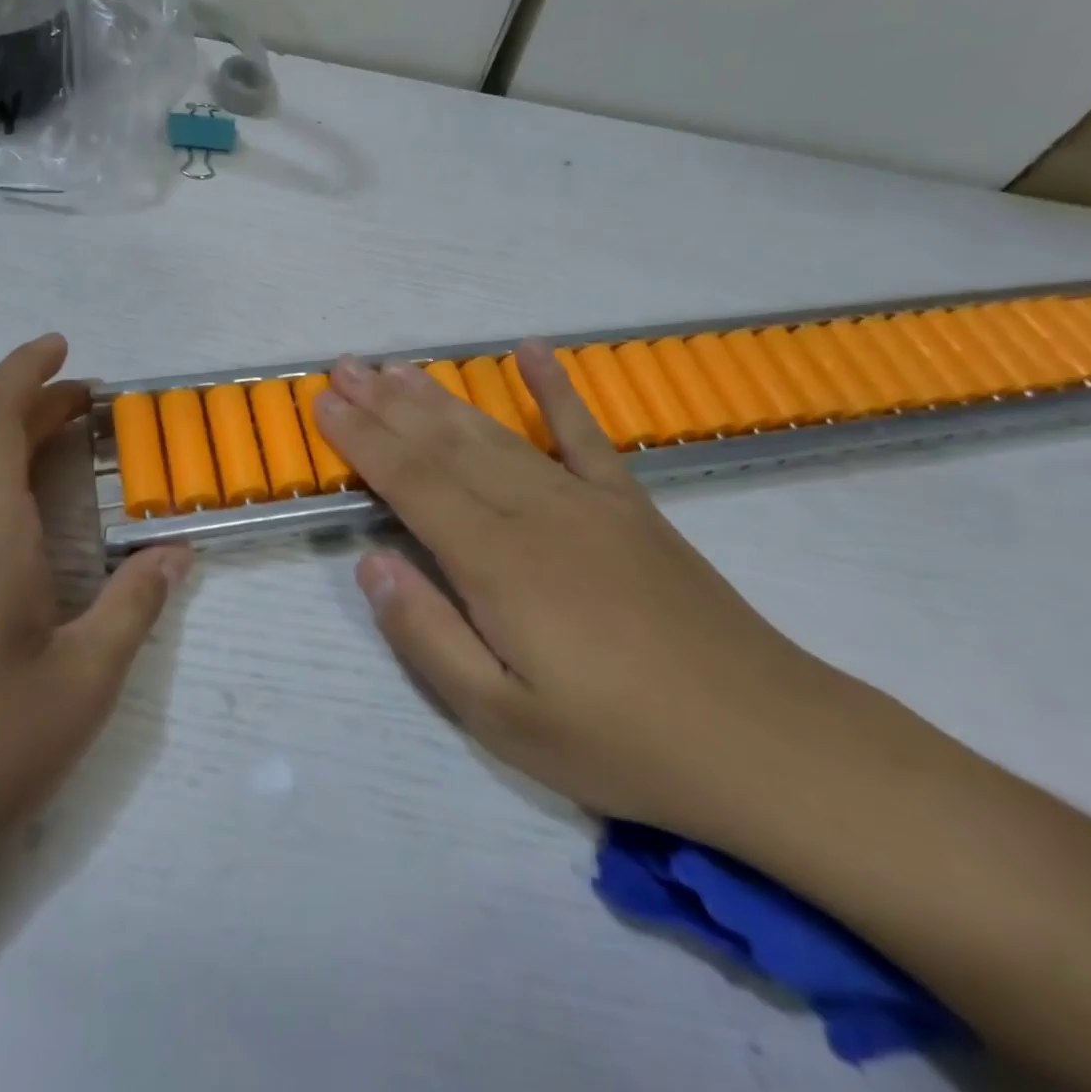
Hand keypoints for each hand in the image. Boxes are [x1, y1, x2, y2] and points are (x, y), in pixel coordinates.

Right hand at [314, 343, 841, 842]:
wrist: (766, 741)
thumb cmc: (619, 741)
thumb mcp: (502, 718)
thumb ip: (427, 635)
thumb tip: (370, 563)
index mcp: (497, 562)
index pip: (411, 482)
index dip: (362, 439)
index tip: (324, 404)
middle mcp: (535, 512)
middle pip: (444, 445)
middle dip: (386, 404)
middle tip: (344, 367)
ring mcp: (587, 501)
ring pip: (495, 433)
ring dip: (440, 397)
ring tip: (397, 367)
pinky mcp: (630, 506)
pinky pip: (584, 433)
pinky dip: (555, 388)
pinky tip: (531, 350)